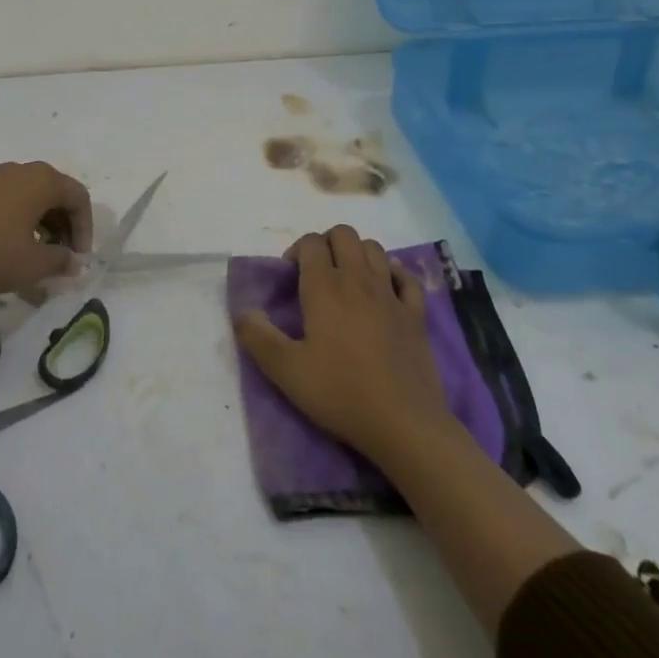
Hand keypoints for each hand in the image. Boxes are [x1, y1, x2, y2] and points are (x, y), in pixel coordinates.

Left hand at [0, 162, 92, 329]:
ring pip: (32, 197)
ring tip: (39, 257)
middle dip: (65, 226)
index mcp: (42, 180)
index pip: (78, 197)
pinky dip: (21, 221)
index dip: (85, 229)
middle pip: (56, 193)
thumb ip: (61, 261)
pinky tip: (12, 249)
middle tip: (63, 257)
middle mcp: (21, 171)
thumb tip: (72, 261)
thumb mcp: (34, 264)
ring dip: (43, 225)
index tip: (78, 259)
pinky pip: (10, 201)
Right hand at [234, 226, 450, 465]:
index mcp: (325, 287)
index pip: (310, 242)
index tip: (290, 277)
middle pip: (343, 234)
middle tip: (317, 272)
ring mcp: (391, 294)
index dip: (297, 250)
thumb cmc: (341, 393)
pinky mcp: (416, 314)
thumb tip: (242, 312)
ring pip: (374, 248)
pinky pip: (407, 277)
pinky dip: (394, 273)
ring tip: (347, 279)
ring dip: (357, 253)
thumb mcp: (287, 371)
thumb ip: (258, 337)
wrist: (404, 424)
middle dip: (327, 242)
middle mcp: (358, 279)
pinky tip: (386, 289)